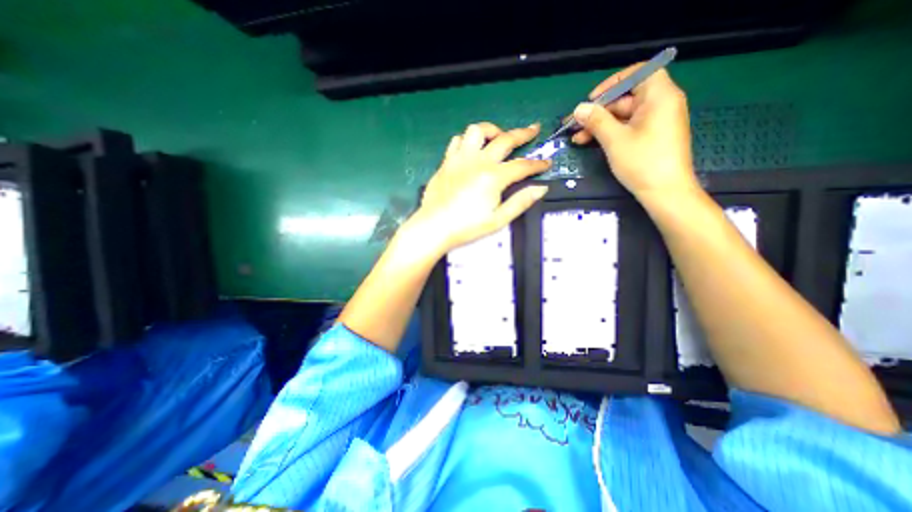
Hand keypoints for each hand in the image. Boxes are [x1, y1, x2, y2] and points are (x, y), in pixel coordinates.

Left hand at [411, 119, 546, 256]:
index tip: (546, 163)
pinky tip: (472, 148)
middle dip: (523, 134)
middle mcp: (478, 162)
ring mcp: (460, 159)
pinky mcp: (447, 161)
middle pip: (505, 140)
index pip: (522, 166)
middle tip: (533, 130)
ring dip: (492, 130)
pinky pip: (457, 140)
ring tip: (499, 137)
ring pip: (478, 131)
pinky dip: (468, 140)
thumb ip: (521, 202)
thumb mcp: (498, 220)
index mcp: (493, 177)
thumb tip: (540, 188)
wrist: (435, 226)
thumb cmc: (466, 227)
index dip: (538, 164)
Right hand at [568, 64, 699, 198]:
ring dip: (599, 125)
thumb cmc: (643, 162)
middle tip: (575, 125)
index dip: (613, 83)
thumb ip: (596, 120)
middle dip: (599, 111)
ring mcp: (656, 122)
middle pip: (626, 97)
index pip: (639, 72)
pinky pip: (627, 128)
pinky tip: (590, 143)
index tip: (592, 99)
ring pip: (623, 116)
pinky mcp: (651, 137)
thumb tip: (579, 108)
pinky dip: (610, 133)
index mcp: (659, 96)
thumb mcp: (615, 140)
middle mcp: (660, 104)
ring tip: (577, 138)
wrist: (665, 192)